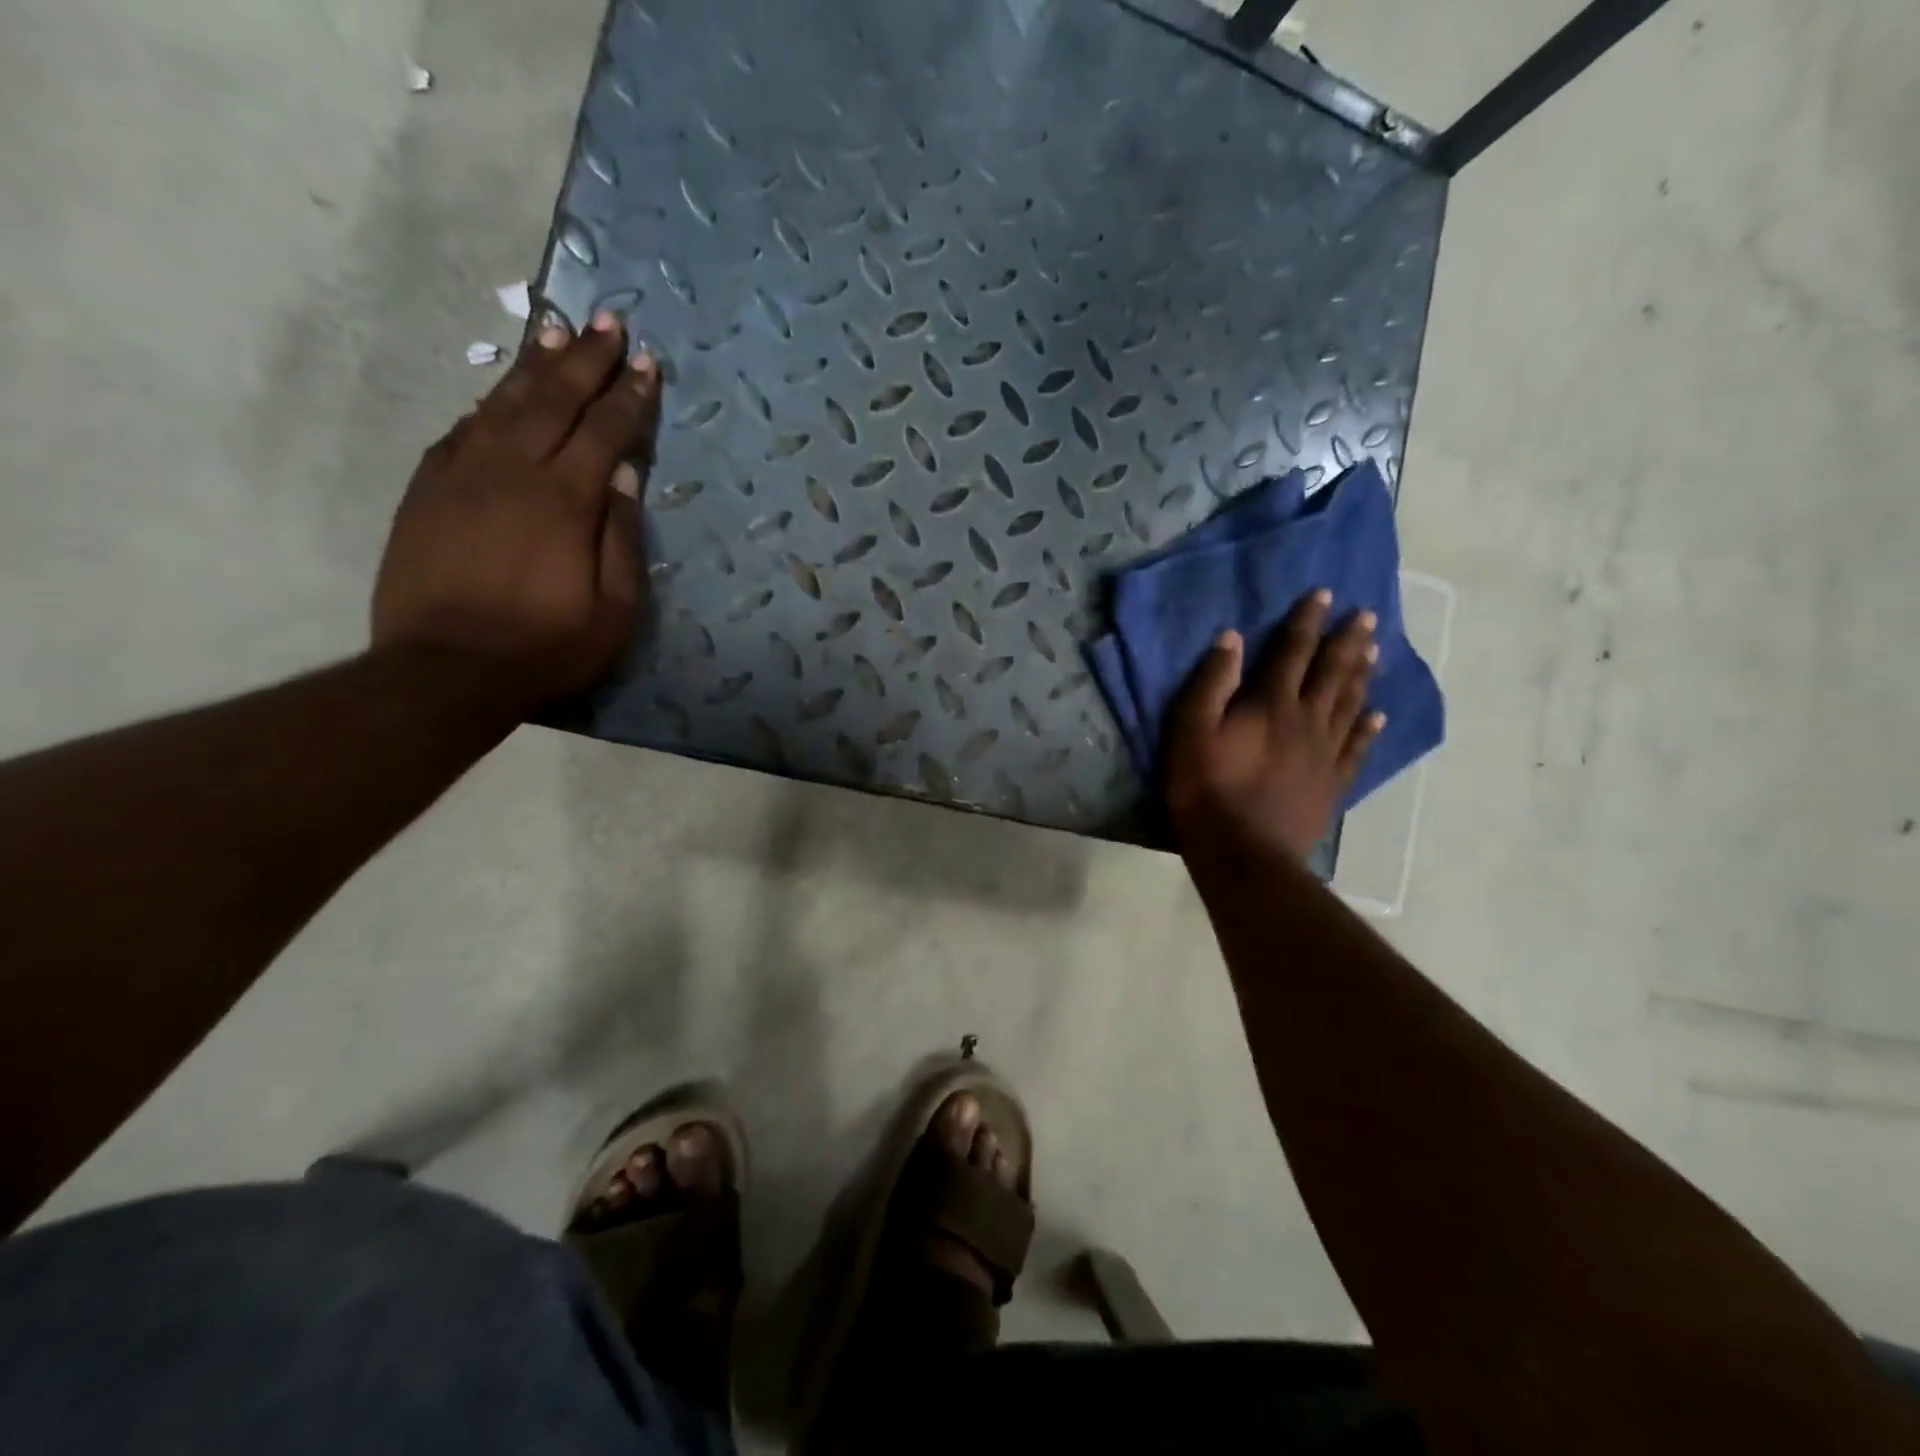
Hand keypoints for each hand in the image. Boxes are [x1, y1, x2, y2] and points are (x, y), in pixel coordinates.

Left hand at [372, 312, 661, 708]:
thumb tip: (628, 478)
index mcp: (565, 500)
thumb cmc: (545, 647)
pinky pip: (463, 431)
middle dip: (584, 358)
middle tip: (605, 320)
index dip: (629, 395)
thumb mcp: (614, 610)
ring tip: (554, 331)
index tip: (646, 362)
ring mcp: (463, 475)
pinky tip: (501, 393)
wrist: (445, 670)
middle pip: (554, 400)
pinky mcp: (427, 490)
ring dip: (534, 366)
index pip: (605, 431)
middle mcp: (513, 471)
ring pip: (505, 404)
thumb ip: (622, 539)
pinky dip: (488, 405)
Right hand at [1163, 589, 1384, 862]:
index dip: (1307, 622)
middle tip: (1367, 615)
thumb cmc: (1206, 790)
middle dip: (1347, 641)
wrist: (1243, 852)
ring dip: (1362, 674)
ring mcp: (1325, 753)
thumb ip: (1211, 683)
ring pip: (1350, 704)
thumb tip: (1232, 638)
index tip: (1324, 594)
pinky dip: (1369, 727)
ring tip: (1375, 650)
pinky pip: (1356, 748)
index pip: (1292, 652)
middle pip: (1331, 673)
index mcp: (1271, 705)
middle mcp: (1306, 720)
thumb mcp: (1191, 732)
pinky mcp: (1332, 783)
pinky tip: (1378, 714)